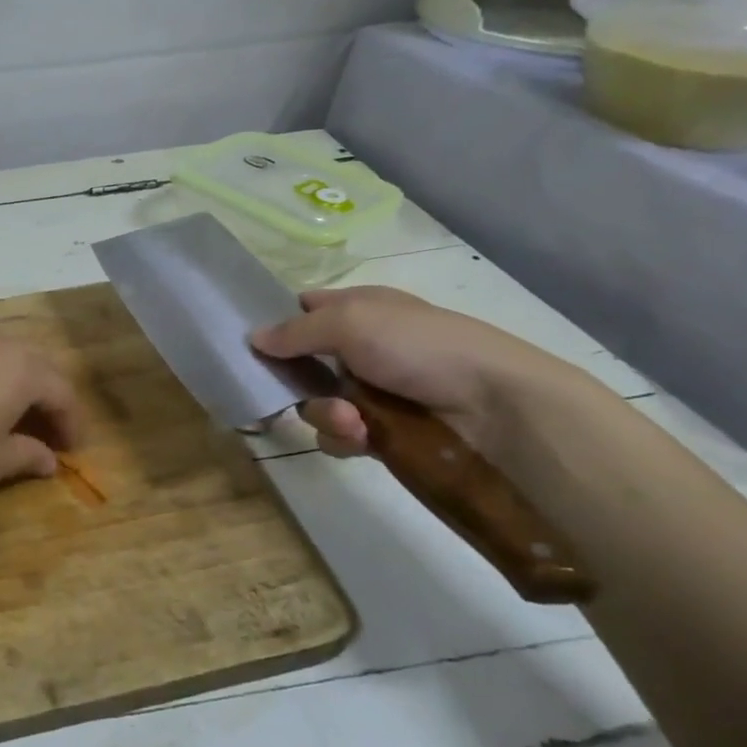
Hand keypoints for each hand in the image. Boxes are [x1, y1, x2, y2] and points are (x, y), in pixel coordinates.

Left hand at [0, 336, 81, 500]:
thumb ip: (24, 457)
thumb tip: (49, 459)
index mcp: (21, 370)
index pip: (62, 393)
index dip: (72, 424)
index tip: (72, 452)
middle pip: (35, 366)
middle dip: (46, 398)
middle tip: (44, 432)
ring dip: (12, 384)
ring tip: (5, 416)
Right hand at [248, 286, 569, 460]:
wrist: (496, 407)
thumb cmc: (420, 347)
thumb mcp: (350, 321)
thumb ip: (295, 331)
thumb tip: (253, 338)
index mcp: (358, 309)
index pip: (305, 310)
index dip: (279, 322)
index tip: (251, 343)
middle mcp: (361, 348)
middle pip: (300, 363)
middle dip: (292, 379)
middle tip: (288, 388)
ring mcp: (372, 392)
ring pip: (316, 403)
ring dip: (324, 413)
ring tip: (353, 422)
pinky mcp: (383, 433)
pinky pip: (340, 436)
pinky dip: (344, 437)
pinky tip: (363, 437)